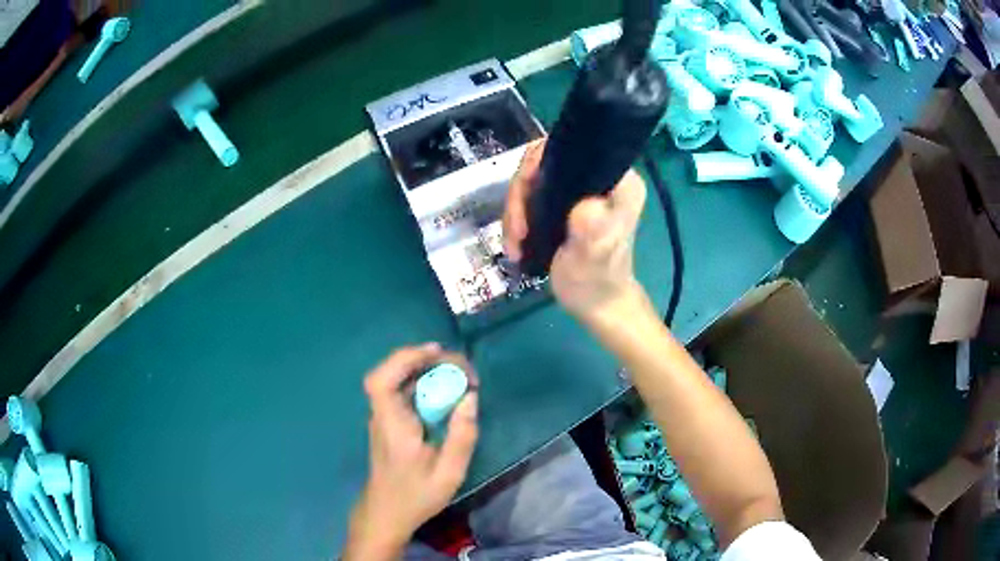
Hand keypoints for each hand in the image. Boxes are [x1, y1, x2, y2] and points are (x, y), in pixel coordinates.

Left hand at [343, 344, 478, 560]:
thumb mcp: (448, 473)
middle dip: (426, 360)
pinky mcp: (391, 421)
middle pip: (392, 373)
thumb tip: (470, 397)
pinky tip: (447, 391)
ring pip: (399, 380)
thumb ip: (461, 436)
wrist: (387, 512)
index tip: (436, 353)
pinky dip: (425, 384)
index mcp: (392, 425)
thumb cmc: (415, 496)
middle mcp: (383, 415)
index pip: (382, 381)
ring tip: (460, 376)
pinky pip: (405, 392)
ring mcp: (385, 417)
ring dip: (427, 371)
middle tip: (462, 369)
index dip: (404, 358)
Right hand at [503, 140, 647, 321]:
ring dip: (516, 212)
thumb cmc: (598, 282)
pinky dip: (519, 220)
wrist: (597, 306)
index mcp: (617, 179)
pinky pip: (531, 198)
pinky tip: (517, 245)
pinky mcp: (567, 205)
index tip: (523, 195)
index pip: (570, 148)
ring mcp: (581, 191)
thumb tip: (583, 207)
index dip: (539, 163)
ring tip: (515, 245)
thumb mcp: (595, 256)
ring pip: (533, 183)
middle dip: (521, 197)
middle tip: (517, 231)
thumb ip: (594, 230)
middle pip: (545, 164)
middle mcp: (600, 177)